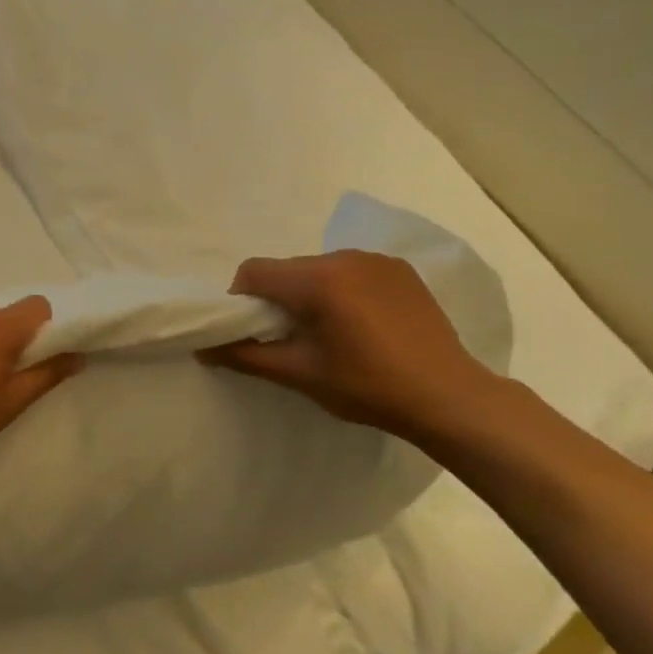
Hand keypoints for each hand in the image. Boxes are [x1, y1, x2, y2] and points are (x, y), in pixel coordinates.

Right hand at [200, 251, 499, 441]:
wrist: (450, 396)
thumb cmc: (368, 387)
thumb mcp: (300, 374)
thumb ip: (246, 356)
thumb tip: (203, 348)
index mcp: (318, 280)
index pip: (254, 271)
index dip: (240, 300)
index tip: (252, 332)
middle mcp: (344, 257)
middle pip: (287, 269)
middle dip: (276, 299)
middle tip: (288, 339)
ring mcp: (376, 260)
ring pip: (318, 269)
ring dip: (309, 294)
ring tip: (328, 334)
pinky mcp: (400, 270)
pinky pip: (351, 271)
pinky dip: (341, 291)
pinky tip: (360, 326)